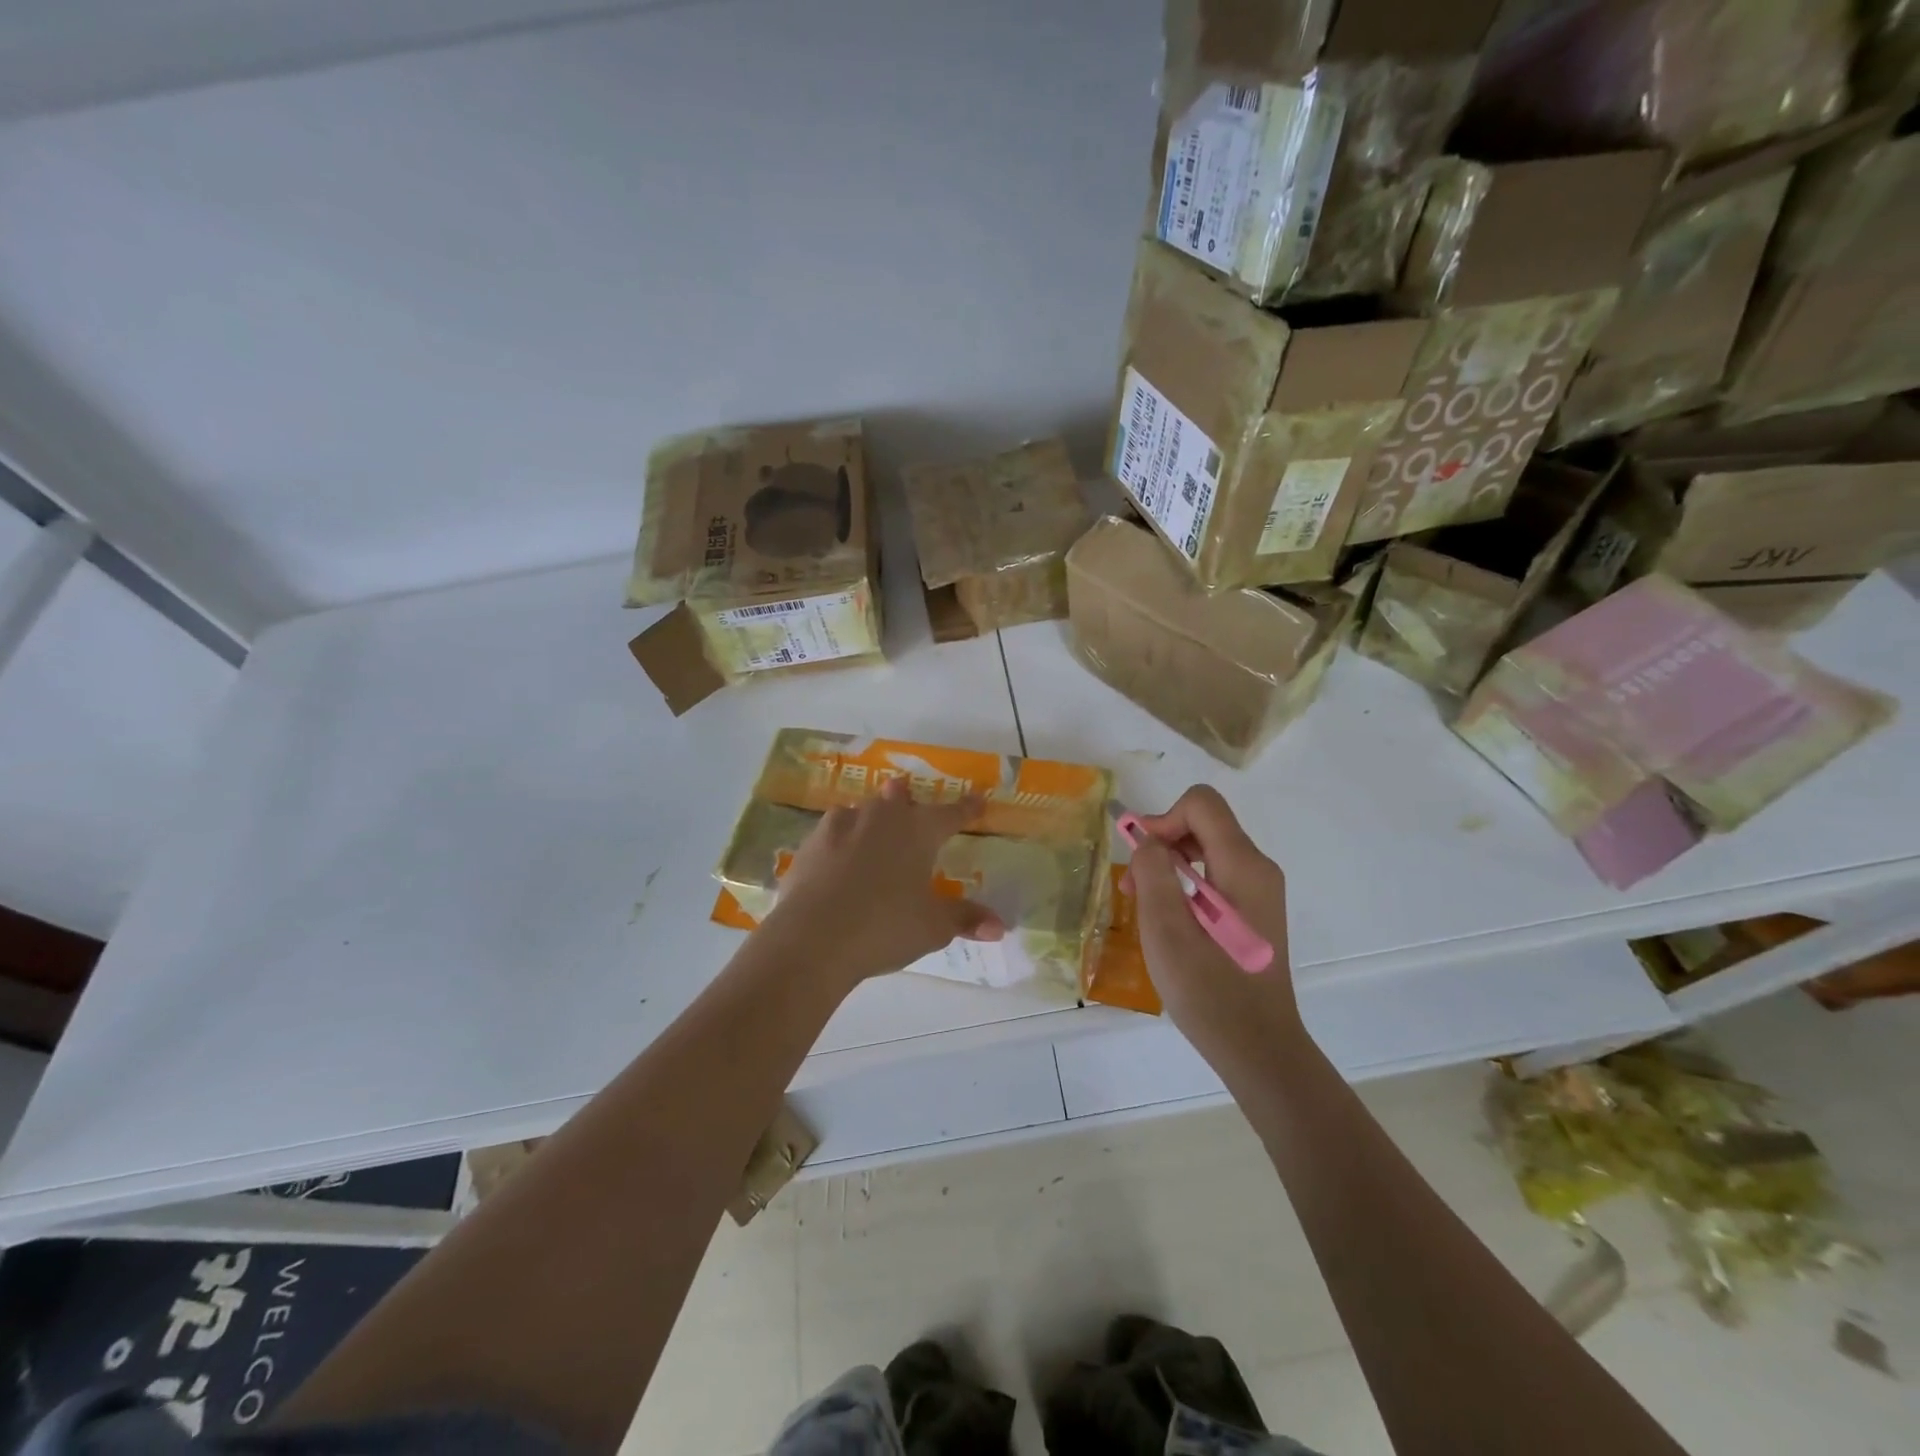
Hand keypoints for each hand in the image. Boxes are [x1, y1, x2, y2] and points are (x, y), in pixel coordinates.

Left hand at [759, 779, 1004, 987]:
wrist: (812, 937)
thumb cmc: (885, 926)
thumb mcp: (933, 927)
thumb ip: (965, 919)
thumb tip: (999, 926)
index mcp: (917, 830)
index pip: (950, 814)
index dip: (967, 808)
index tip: (978, 799)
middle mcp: (880, 818)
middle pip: (897, 799)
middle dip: (906, 798)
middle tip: (906, 795)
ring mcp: (840, 827)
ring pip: (861, 810)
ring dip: (870, 815)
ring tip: (871, 824)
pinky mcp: (809, 845)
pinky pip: (832, 833)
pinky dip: (840, 840)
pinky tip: (838, 855)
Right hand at [1129, 786, 1301, 1061]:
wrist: (1258, 1049)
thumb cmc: (1209, 992)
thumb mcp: (1167, 930)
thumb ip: (1153, 873)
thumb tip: (1146, 840)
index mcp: (1243, 866)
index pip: (1201, 804)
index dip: (1162, 819)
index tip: (1140, 859)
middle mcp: (1258, 869)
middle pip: (1204, 823)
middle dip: (1162, 843)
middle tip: (1133, 887)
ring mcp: (1260, 891)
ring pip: (1207, 848)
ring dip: (1169, 865)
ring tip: (1146, 907)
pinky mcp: (1254, 911)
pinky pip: (1215, 875)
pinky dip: (1185, 884)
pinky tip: (1171, 922)